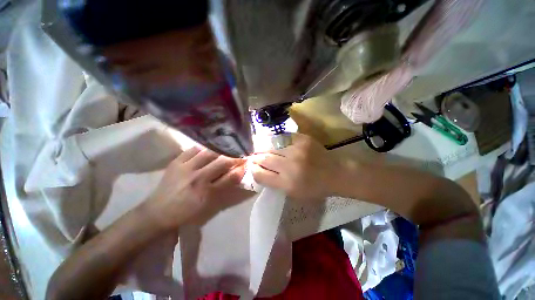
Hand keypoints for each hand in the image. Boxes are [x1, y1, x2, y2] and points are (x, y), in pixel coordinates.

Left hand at [147, 147, 253, 228]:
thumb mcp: (209, 203)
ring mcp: (185, 168)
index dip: (241, 168)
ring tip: (227, 148)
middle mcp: (197, 178)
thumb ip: (225, 186)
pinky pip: (193, 149)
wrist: (158, 211)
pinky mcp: (176, 162)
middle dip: (234, 156)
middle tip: (240, 153)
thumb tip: (238, 172)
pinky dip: (204, 147)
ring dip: (221, 150)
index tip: (247, 162)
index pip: (230, 177)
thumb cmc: (187, 211)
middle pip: (221, 162)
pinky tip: (209, 148)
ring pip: (209, 152)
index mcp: (206, 192)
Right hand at [249, 133, 350, 202]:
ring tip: (261, 149)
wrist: (335, 173)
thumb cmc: (314, 187)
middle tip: (253, 156)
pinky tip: (273, 143)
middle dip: (256, 158)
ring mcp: (297, 150)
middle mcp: (290, 166)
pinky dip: (276, 141)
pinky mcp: (303, 139)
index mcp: (287, 183)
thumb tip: (259, 171)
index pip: (261, 175)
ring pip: (271, 147)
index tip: (251, 167)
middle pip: (264, 159)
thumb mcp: (293, 193)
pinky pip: (283, 138)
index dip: (253, 170)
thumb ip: (275, 183)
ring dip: (264, 148)